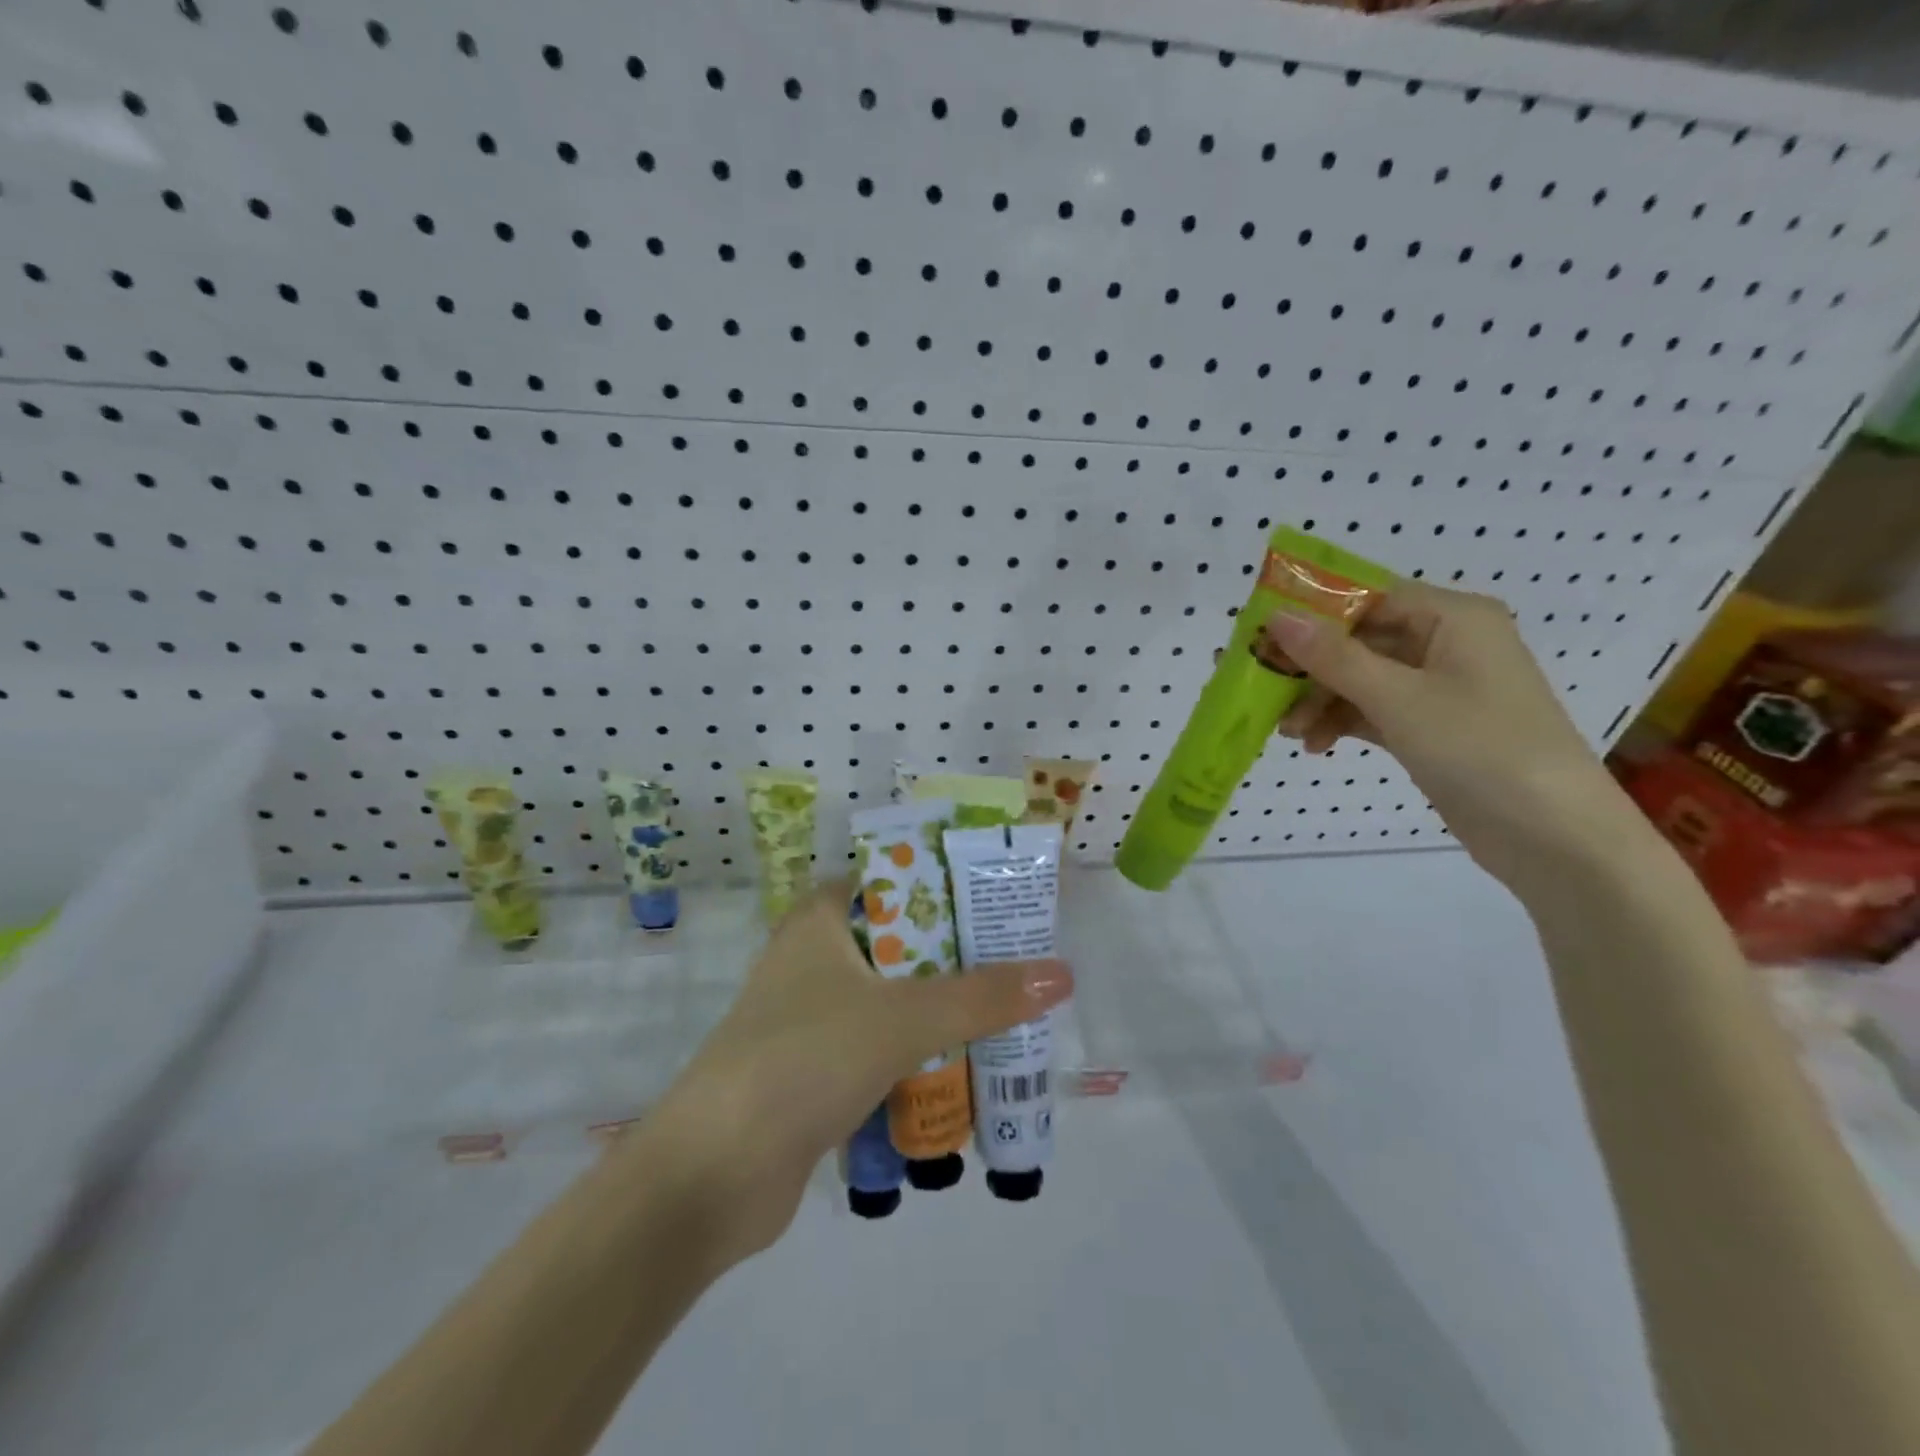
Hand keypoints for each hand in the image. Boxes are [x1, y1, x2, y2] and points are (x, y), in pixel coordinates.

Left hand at [639, 881, 1072, 1266]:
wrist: (711, 1176)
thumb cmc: (803, 1061)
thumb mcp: (900, 1019)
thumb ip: (981, 997)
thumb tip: (1062, 973)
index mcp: (819, 921)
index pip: (891, 880)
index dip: (943, 883)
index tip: (998, 899)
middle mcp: (812, 960)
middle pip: (899, 944)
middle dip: (956, 957)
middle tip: (1018, 962)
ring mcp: (810, 1019)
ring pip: (891, 1001)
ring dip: (940, 1013)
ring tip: (1006, 1016)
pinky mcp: (813, 1074)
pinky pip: (879, 1051)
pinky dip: (916, 1058)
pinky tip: (964, 1072)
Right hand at [1253, 581, 1627, 889]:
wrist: (1553, 836)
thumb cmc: (1480, 747)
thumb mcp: (1399, 698)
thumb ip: (1334, 657)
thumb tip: (1277, 617)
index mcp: (1453, 618)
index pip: (1367, 599)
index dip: (1312, 615)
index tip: (1260, 638)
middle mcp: (1448, 643)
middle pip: (1360, 641)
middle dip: (1311, 669)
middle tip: (1260, 690)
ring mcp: (1441, 688)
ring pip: (1362, 679)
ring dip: (1321, 701)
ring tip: (1288, 733)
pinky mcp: (1433, 727)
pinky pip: (1375, 710)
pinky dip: (1343, 723)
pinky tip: (1316, 745)